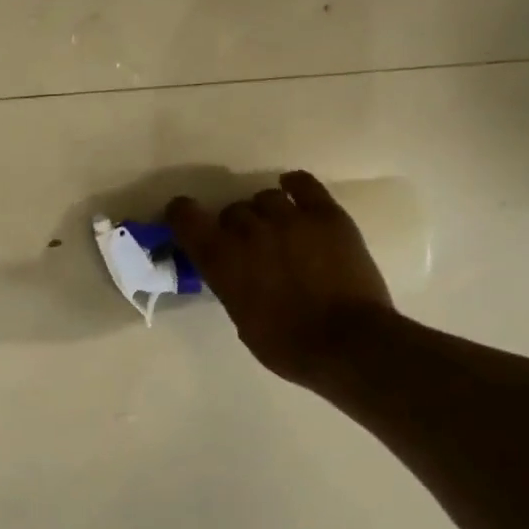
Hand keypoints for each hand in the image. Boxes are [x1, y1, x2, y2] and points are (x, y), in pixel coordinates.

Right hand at [168, 171, 392, 387]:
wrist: (347, 342)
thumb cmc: (286, 344)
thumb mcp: (241, 318)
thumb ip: (231, 284)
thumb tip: (235, 271)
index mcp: (221, 260)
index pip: (186, 218)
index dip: (182, 214)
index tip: (184, 218)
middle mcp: (249, 231)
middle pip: (232, 210)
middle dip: (234, 225)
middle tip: (247, 244)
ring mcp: (290, 219)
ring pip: (265, 197)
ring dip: (264, 211)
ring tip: (276, 227)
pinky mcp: (327, 215)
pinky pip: (303, 184)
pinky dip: (294, 185)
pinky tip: (293, 191)